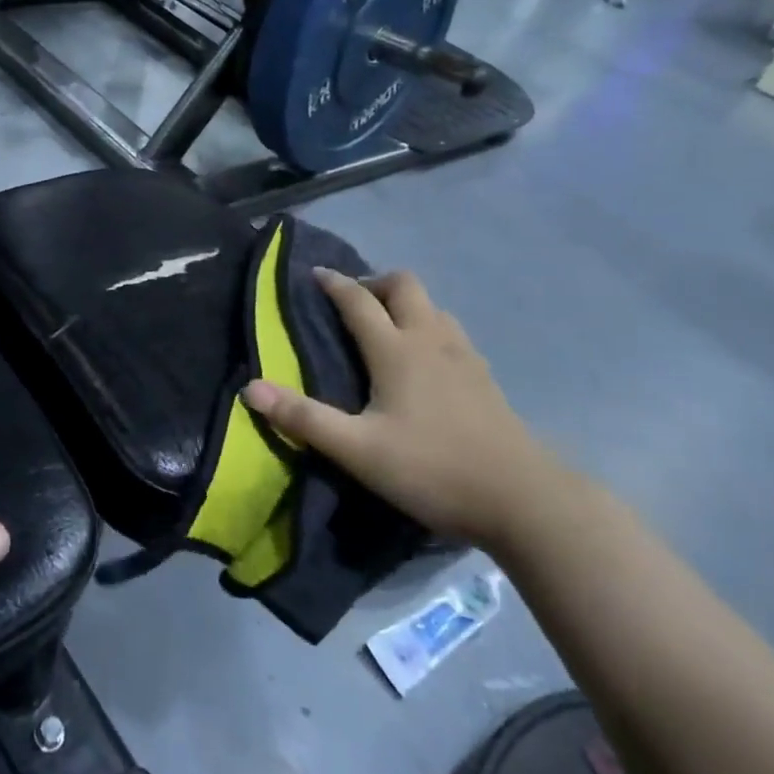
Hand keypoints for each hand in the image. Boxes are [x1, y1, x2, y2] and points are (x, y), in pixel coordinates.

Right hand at [241, 269, 563, 547]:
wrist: (523, 499)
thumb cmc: (433, 468)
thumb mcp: (358, 450)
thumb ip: (303, 418)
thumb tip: (250, 388)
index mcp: (397, 349)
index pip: (358, 300)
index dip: (333, 283)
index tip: (314, 274)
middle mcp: (431, 340)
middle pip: (404, 286)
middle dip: (374, 283)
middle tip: (351, 305)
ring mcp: (464, 356)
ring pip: (432, 306)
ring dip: (404, 304)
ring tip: (384, 328)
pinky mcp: (485, 378)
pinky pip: (450, 331)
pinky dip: (428, 327)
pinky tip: (424, 362)